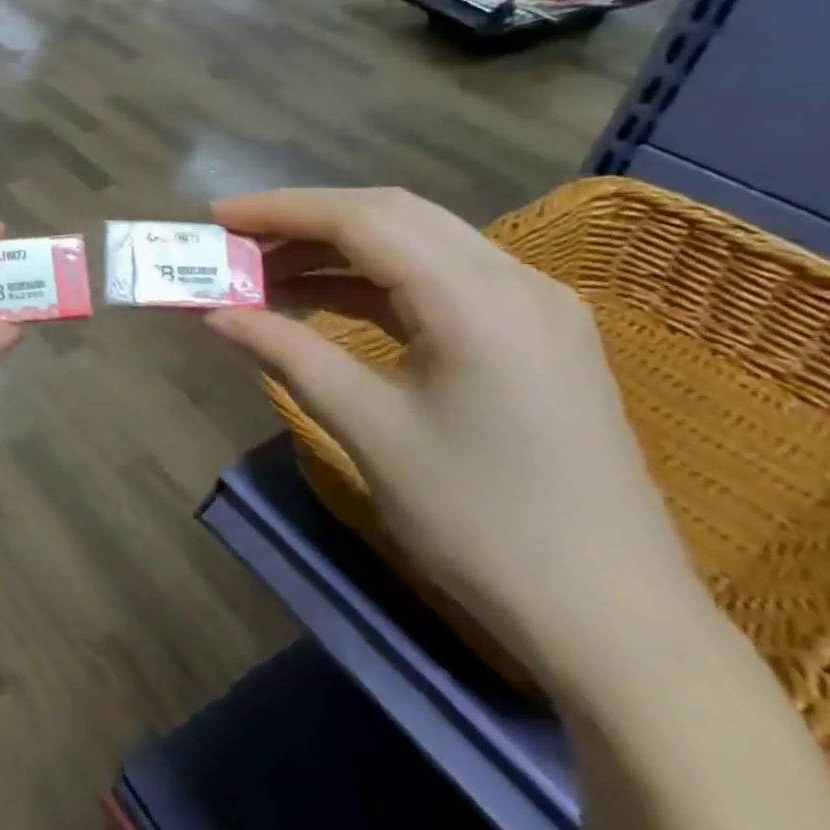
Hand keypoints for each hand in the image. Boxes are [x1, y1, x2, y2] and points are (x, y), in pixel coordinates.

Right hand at [206, 187, 698, 680]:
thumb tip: (216, 315)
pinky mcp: (532, 337)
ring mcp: (533, 308)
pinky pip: (439, 281)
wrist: (613, 619)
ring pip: (417, 243)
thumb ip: (287, 354)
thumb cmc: (481, 522)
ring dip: (336, 250)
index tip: (216, 218)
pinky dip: (372, 281)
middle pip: (393, 216)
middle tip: (236, 243)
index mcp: (479, 301)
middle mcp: (516, 283)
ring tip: (266, 275)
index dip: (281, 210)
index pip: (364, 220)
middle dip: (305, 221)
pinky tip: (324, 302)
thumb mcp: (369, 430)